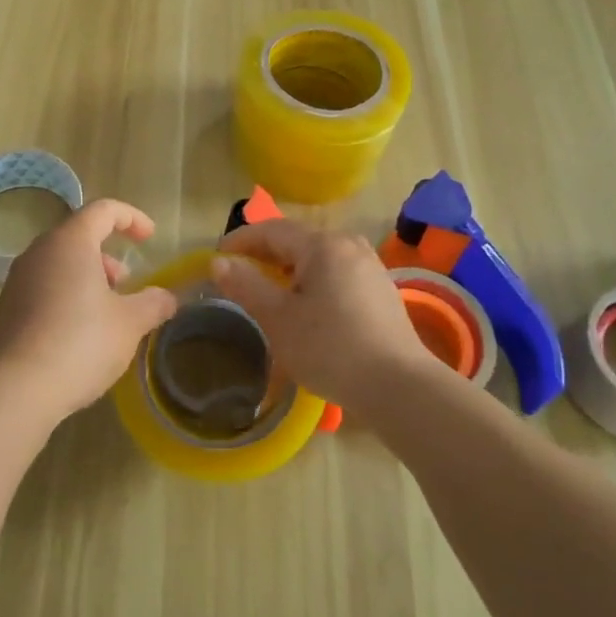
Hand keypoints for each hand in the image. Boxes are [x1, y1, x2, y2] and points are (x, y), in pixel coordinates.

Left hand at [0, 199, 178, 425]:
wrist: (18, 388)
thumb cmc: (82, 342)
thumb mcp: (130, 323)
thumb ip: (154, 303)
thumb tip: (168, 298)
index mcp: (70, 242)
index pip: (103, 210)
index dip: (131, 218)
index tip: (150, 238)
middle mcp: (39, 252)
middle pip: (79, 236)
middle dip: (108, 256)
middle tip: (126, 285)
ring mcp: (18, 280)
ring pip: (59, 263)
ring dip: (88, 278)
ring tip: (106, 312)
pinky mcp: (7, 308)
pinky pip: (43, 287)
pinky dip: (67, 296)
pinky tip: (79, 332)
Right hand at [210, 220, 428, 409]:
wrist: (399, 386)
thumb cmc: (330, 348)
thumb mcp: (278, 318)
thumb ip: (246, 285)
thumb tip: (219, 262)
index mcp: (322, 245)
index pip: (272, 230)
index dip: (241, 240)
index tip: (216, 256)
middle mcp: (349, 245)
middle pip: (297, 240)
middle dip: (265, 254)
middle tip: (238, 273)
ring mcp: (370, 267)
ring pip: (319, 257)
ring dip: (290, 268)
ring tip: (269, 290)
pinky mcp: (381, 290)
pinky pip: (337, 273)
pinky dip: (313, 281)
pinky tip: (307, 306)